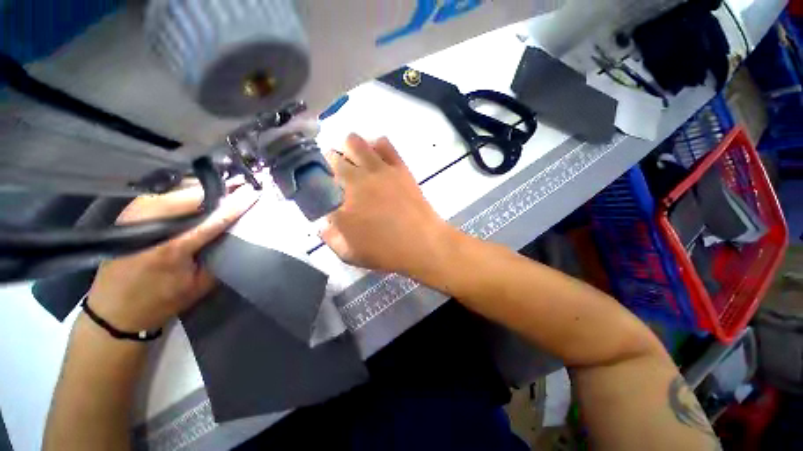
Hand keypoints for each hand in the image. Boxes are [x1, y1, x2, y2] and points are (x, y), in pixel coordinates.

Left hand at [86, 183, 259, 331]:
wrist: (115, 309)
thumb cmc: (162, 301)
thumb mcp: (200, 284)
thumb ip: (220, 256)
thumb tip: (237, 232)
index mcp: (173, 248)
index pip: (214, 219)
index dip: (236, 205)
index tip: (254, 192)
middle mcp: (151, 225)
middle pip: (192, 196)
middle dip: (220, 189)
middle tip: (241, 186)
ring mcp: (136, 215)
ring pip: (176, 189)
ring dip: (203, 188)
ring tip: (224, 188)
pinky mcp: (129, 212)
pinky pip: (163, 192)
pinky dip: (184, 190)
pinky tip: (198, 194)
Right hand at [322, 134, 455, 275]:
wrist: (423, 243)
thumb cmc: (386, 252)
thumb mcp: (351, 254)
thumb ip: (331, 237)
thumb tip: (323, 223)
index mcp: (341, 203)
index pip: (317, 184)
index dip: (315, 182)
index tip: (320, 187)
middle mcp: (356, 180)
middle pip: (332, 156)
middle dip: (329, 163)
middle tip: (336, 174)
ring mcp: (379, 170)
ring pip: (354, 141)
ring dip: (348, 149)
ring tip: (354, 160)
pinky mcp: (399, 167)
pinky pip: (383, 144)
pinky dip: (375, 145)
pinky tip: (375, 156)